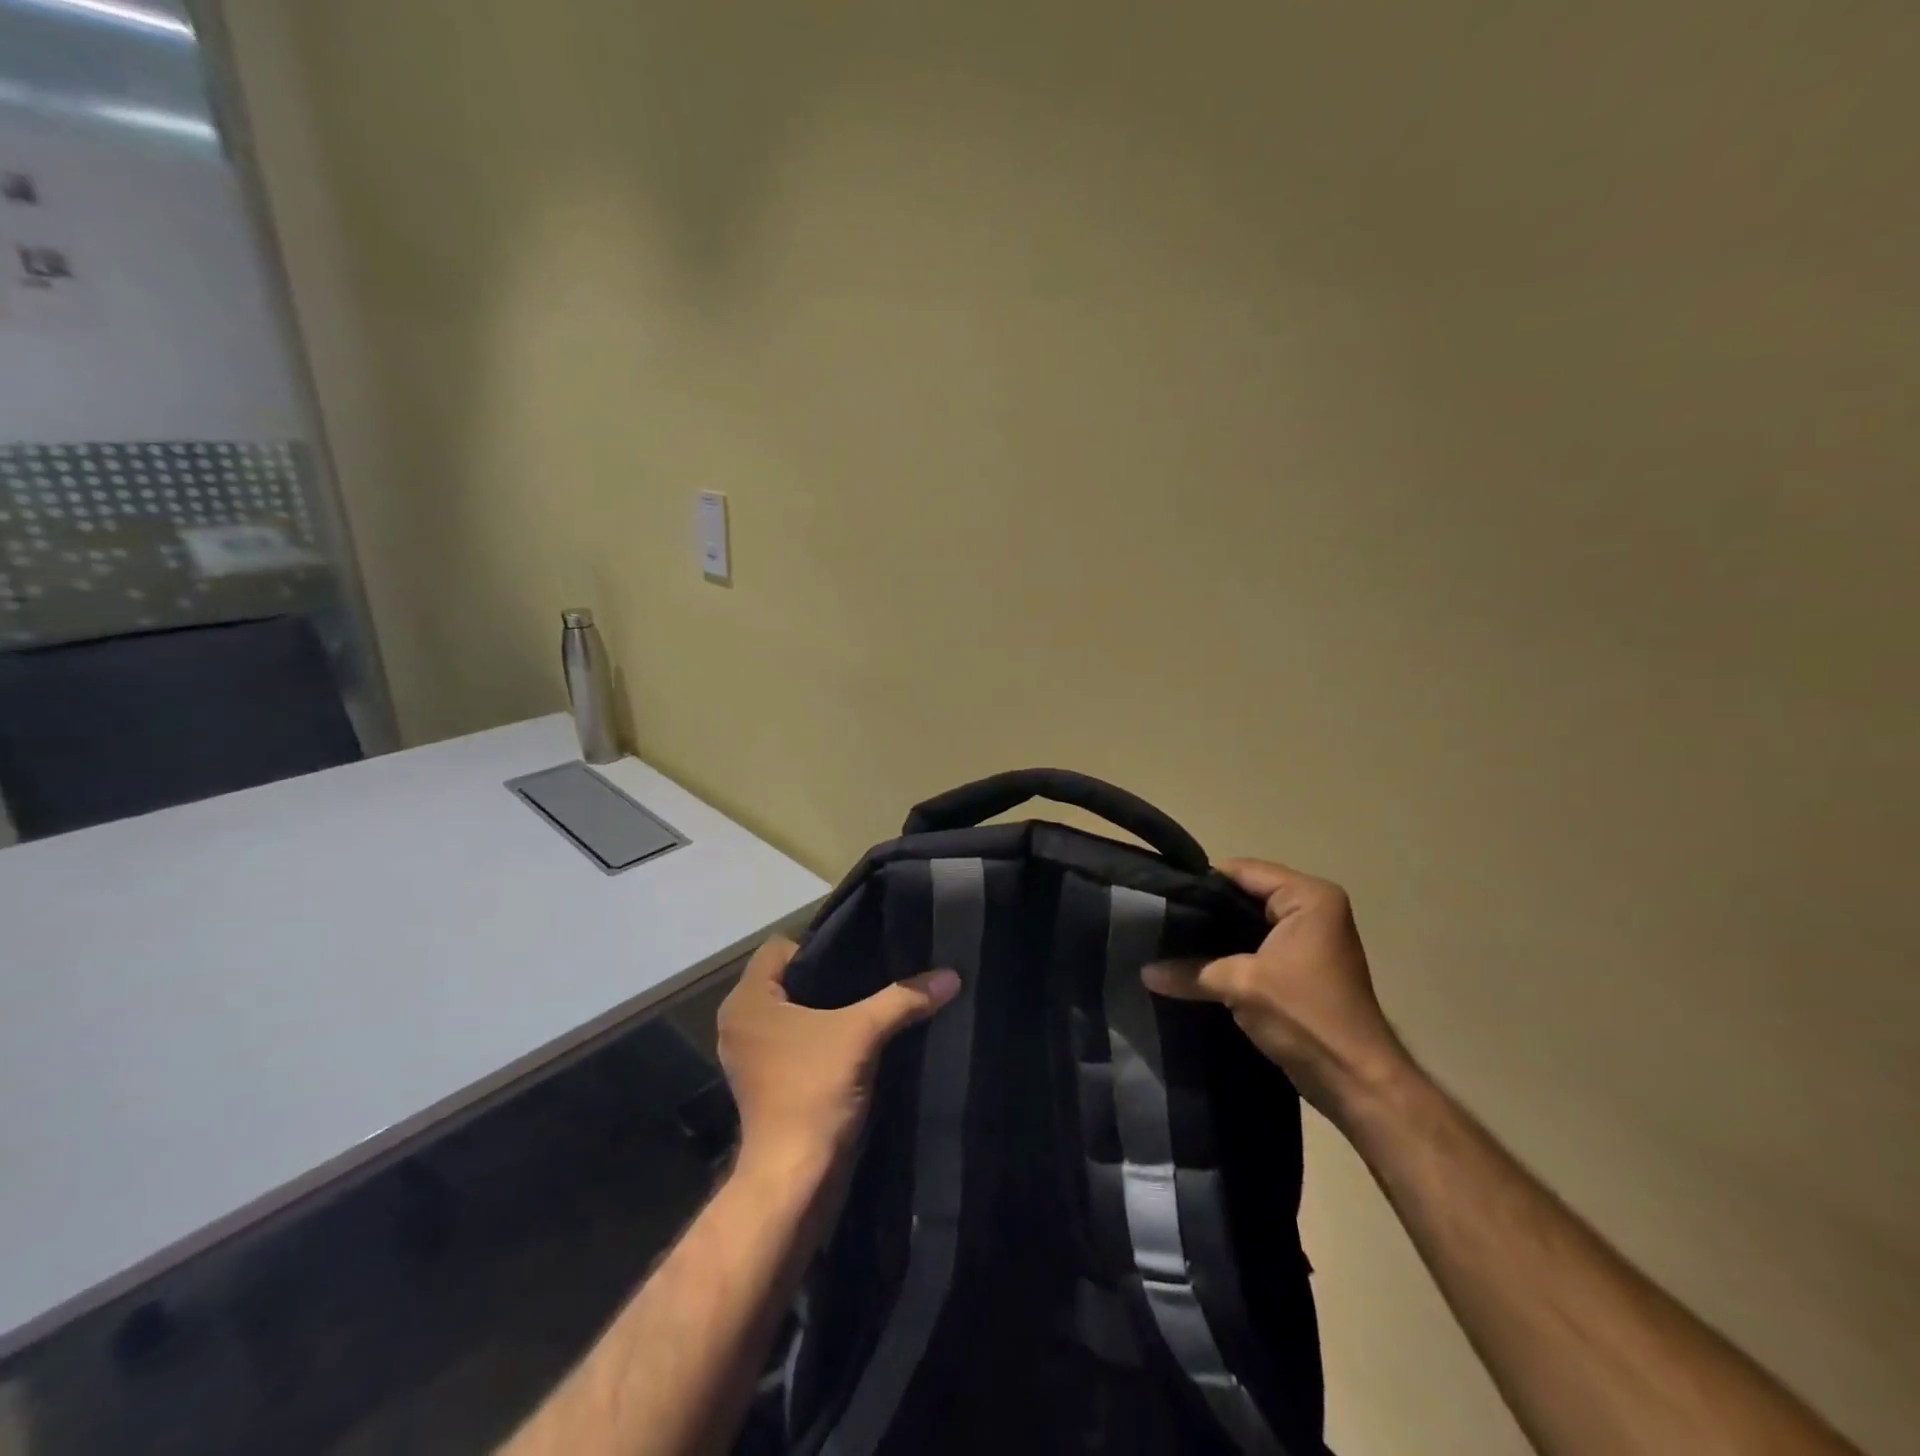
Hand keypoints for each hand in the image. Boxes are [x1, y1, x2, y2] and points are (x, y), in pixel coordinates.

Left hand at [718, 938, 960, 1178]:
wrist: (795, 1180)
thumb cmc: (814, 1091)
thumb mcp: (863, 1034)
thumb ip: (903, 998)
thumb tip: (952, 975)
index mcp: (746, 1000)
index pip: (781, 947)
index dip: (820, 946)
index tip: (859, 959)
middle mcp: (740, 1022)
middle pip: (789, 978)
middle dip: (831, 978)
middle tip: (874, 977)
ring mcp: (751, 1055)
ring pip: (794, 1012)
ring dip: (829, 1010)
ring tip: (872, 1006)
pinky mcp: (765, 1082)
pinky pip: (795, 1040)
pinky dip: (822, 1037)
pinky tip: (859, 1040)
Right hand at [1143, 858, 1414, 1128]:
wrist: (1356, 1082)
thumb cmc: (1306, 1016)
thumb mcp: (1241, 986)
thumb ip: (1191, 972)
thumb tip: (1144, 972)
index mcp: (1308, 897)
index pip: (1242, 871)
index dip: (1201, 883)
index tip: (1161, 895)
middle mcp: (1313, 909)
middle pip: (1245, 894)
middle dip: (1204, 909)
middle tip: (1160, 919)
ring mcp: (1309, 938)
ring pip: (1248, 922)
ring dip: (1215, 934)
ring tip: (1169, 939)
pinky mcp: (1301, 967)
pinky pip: (1256, 946)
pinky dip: (1229, 953)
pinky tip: (1194, 962)